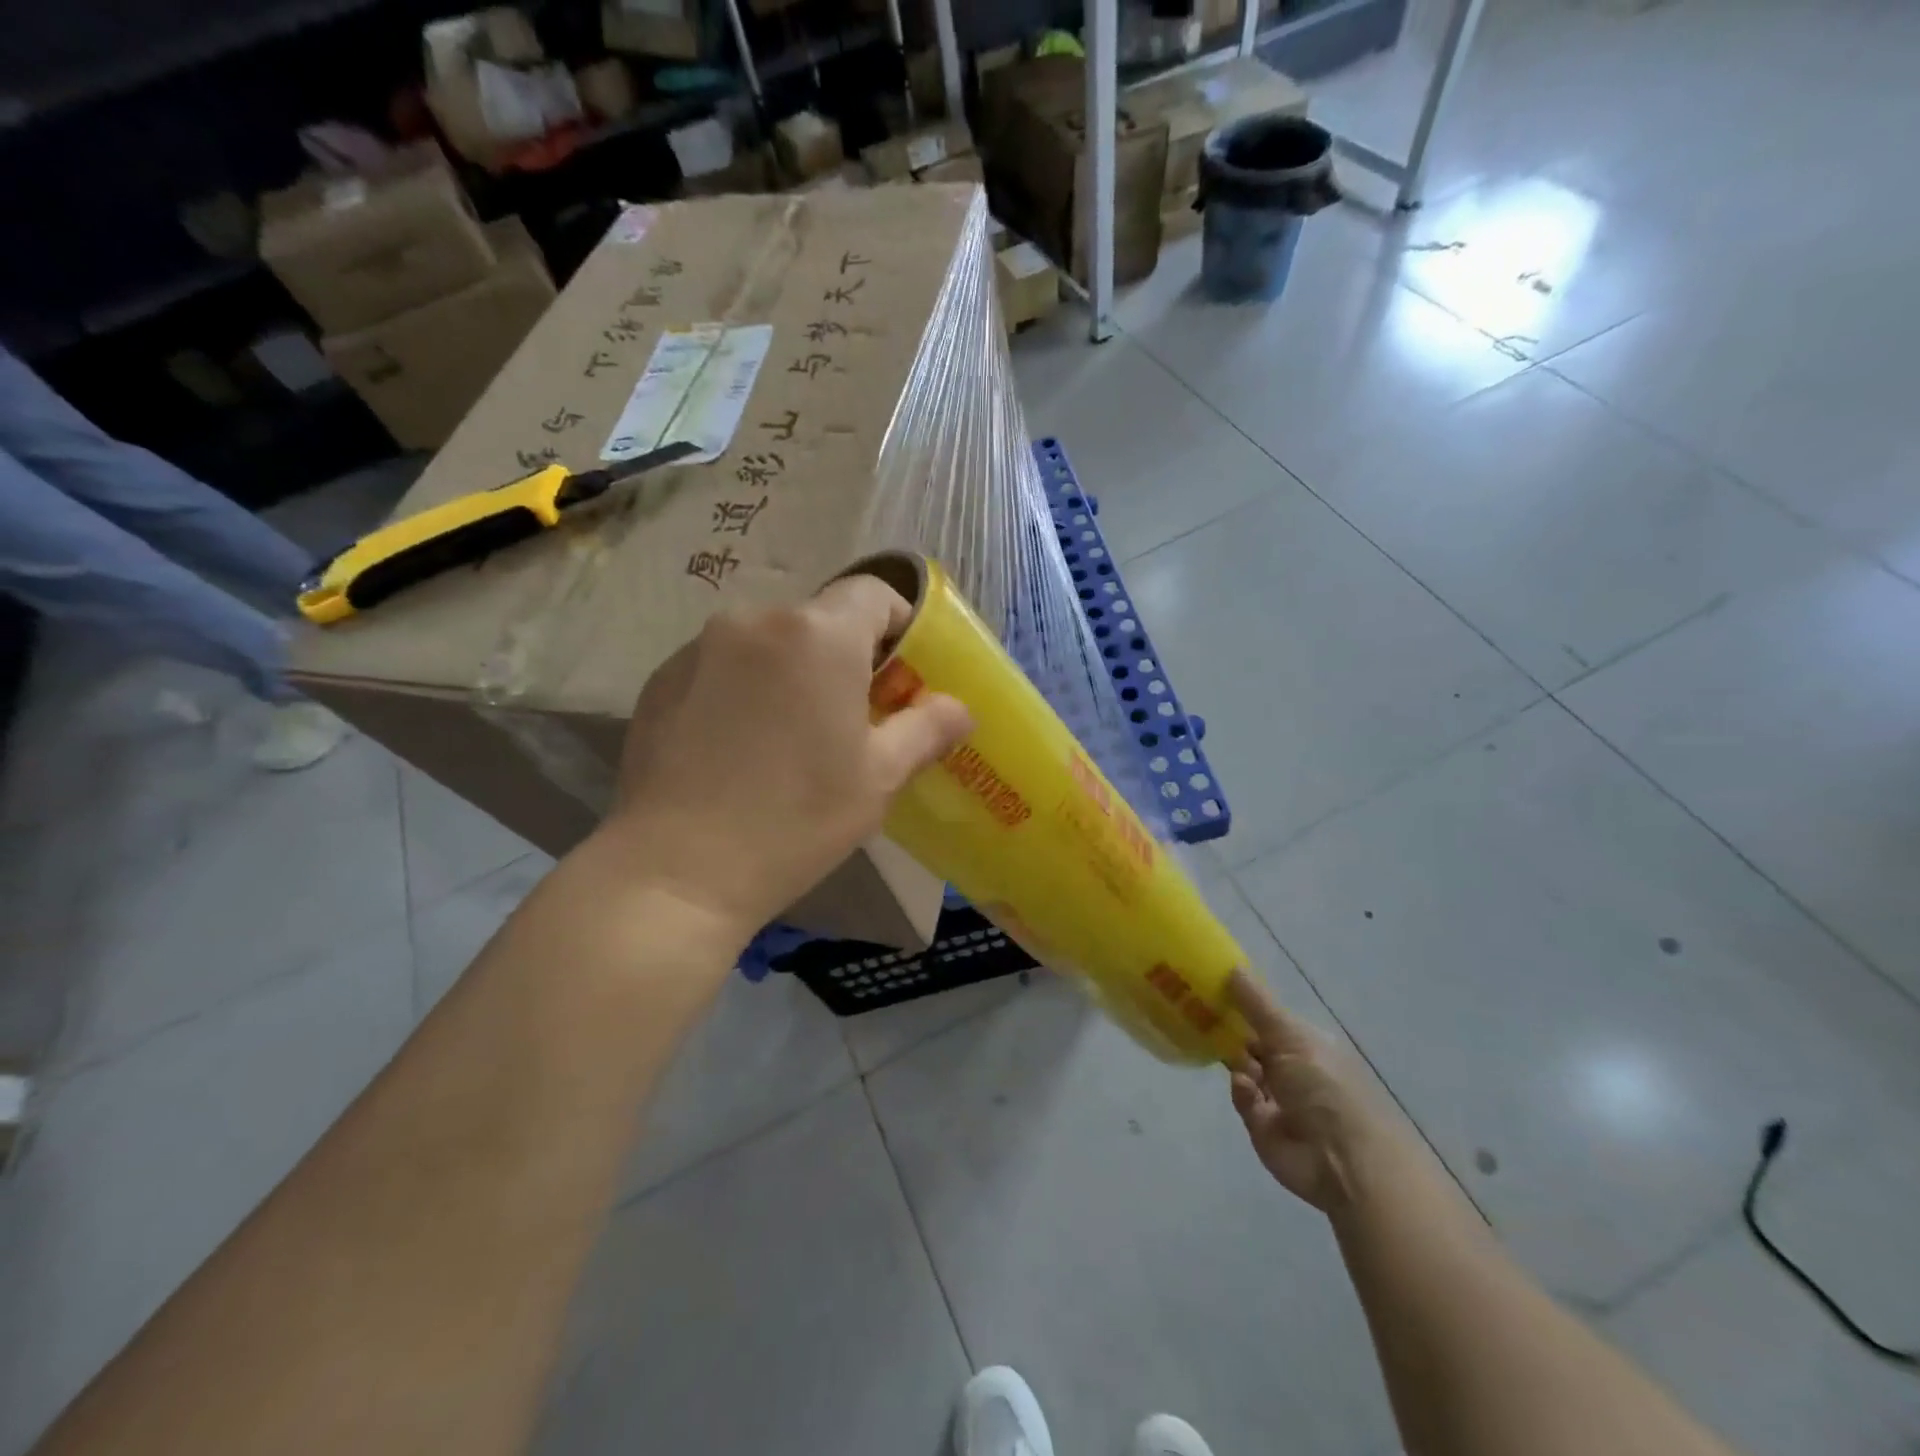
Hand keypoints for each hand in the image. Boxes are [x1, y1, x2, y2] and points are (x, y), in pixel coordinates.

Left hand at [599, 573, 971, 943]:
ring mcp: (700, 646)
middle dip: (844, 657)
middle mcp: (756, 620)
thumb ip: (926, 728)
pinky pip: (723, 664)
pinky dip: (744, 688)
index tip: (899, 677)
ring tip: (788, 738)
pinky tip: (737, 748)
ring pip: (770, 642)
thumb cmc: (796, 819)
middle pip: (820, 618)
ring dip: (791, 672)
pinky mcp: (661, 676)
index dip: (898, 626)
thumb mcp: (879, 778)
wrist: (676, 870)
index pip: (874, 593)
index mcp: (819, 635)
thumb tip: (959, 708)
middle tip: (849, 719)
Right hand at [1227, 970, 1407, 1214]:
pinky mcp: (1262, 1125)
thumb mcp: (1290, 1034)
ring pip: (1241, 1068)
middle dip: (1226, 1029)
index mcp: (1305, 1042)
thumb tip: (1231, 964)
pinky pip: (1242, 1098)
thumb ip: (1256, 1003)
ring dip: (1234, 1060)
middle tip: (1192, 1011)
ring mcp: (1277, 1097)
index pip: (1266, 1017)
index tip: (1208, 987)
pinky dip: (1242, 1092)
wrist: (1344, 1161)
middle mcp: (1292, 1067)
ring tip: (1220, 1052)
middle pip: (1250, 1042)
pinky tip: (1248, 1091)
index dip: (1239, 1002)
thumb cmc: (1324, 1085)